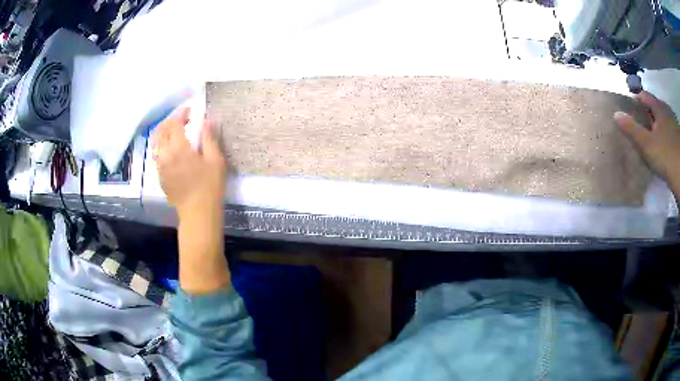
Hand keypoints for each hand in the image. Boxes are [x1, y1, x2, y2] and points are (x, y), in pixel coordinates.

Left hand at [153, 108, 226, 216]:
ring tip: (177, 134)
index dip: (181, 114)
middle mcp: (164, 155)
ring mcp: (160, 167)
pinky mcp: (160, 176)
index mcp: (178, 148)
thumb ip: (209, 138)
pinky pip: (158, 155)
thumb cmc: (210, 186)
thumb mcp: (215, 160)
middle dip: (171, 121)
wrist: (197, 214)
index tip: (190, 111)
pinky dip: (164, 146)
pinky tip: (173, 151)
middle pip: (161, 130)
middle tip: (183, 120)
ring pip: (157, 143)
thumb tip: (206, 120)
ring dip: (165, 133)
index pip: (174, 123)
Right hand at [614, 91, 679, 191]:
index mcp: (659, 107)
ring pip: (662, 121)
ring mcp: (674, 125)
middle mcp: (666, 111)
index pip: (644, 96)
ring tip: (650, 139)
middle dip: (646, 115)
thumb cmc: (666, 155)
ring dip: (656, 127)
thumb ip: (632, 129)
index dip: (635, 101)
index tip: (628, 111)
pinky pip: (668, 133)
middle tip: (639, 127)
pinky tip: (662, 148)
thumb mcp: (647, 144)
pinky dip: (664, 137)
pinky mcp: (678, 140)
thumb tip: (615, 114)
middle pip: (654, 108)